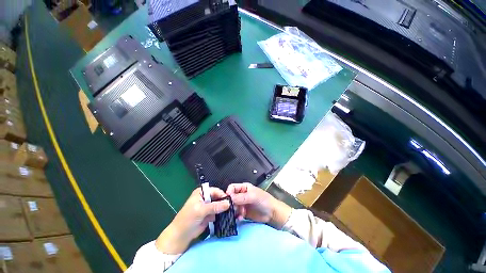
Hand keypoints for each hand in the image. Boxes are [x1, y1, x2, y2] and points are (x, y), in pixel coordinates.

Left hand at [155, 187, 229, 253]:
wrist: (180, 236)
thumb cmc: (187, 219)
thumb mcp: (201, 210)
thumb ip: (215, 206)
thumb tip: (228, 203)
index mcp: (201, 192)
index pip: (215, 191)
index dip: (222, 195)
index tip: (231, 201)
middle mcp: (205, 197)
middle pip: (218, 197)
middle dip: (225, 202)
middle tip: (233, 207)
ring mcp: (208, 206)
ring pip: (219, 205)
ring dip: (224, 209)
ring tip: (233, 212)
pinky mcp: (210, 215)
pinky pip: (218, 212)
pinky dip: (222, 214)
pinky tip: (228, 217)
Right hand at [226, 183, 291, 228]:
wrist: (272, 213)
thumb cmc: (265, 200)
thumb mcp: (253, 196)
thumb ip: (242, 197)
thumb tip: (230, 198)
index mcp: (244, 187)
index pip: (232, 187)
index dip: (229, 192)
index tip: (228, 199)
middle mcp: (241, 195)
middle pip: (231, 197)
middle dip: (230, 203)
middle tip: (233, 208)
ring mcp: (242, 204)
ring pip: (232, 206)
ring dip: (233, 210)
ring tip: (238, 213)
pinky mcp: (243, 212)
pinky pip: (236, 213)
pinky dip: (236, 216)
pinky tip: (240, 218)